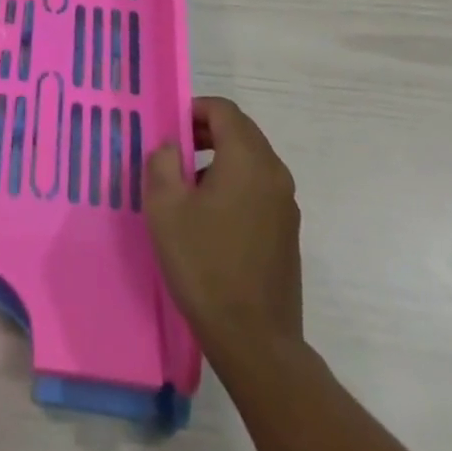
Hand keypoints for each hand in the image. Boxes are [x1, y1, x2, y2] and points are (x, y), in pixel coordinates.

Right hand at [144, 97, 302, 350]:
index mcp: (248, 159)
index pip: (223, 110)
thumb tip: (174, 145)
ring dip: (221, 159)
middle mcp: (274, 172)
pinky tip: (212, 219)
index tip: (170, 130)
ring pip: (251, 160)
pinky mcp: (288, 231)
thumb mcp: (165, 208)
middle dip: (207, 132)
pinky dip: (235, 184)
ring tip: (189, 188)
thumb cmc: (205, 265)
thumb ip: (163, 162)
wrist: (255, 341)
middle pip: (241, 131)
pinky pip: (259, 187)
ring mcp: (286, 203)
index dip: (194, 109)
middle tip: (176, 154)